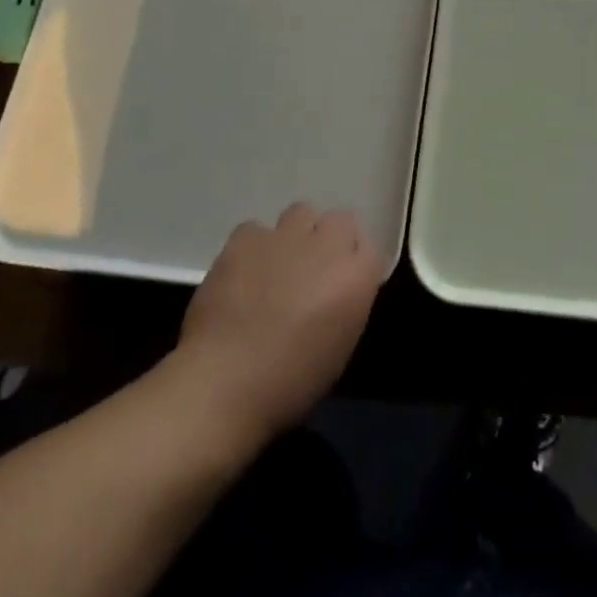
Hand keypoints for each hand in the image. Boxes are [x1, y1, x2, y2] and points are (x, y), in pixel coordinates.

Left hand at [172, 204, 382, 442]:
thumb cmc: (290, 382)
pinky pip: (256, 230)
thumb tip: (336, 290)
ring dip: (296, 234)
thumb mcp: (339, 348)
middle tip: (313, 269)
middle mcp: (326, 246)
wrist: (225, 383)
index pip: (370, 248)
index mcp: (356, 277)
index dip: (355, 264)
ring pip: (301, 213)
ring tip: (278, 264)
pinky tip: (243, 272)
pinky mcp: (246, 238)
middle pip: (340, 221)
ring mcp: (285, 236)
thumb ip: (346, 304)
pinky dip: (253, 247)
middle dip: (330, 240)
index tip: (343, 283)